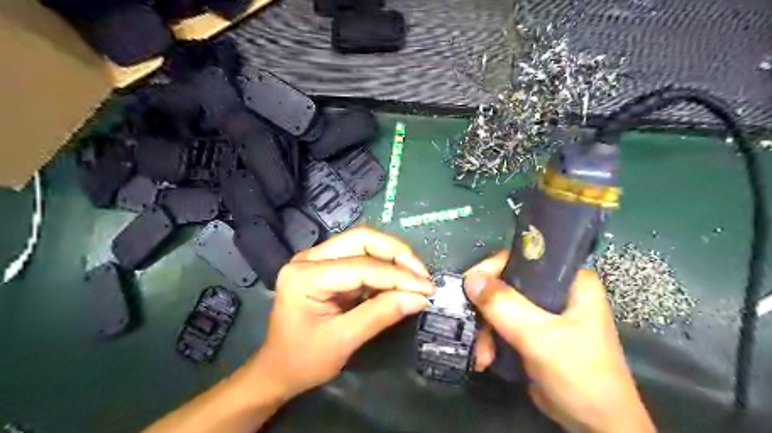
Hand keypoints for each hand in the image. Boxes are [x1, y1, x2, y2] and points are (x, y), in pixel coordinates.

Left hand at [253, 226, 432, 397]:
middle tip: (422, 274)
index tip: (427, 288)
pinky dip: (384, 268)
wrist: (277, 369)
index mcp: (305, 275)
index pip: (361, 266)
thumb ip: (381, 315)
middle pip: (361, 239)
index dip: (397, 276)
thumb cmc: (303, 360)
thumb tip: (420, 298)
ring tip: (416, 277)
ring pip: (363, 244)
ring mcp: (317, 259)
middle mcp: (309, 258)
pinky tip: (399, 281)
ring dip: (393, 258)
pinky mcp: (327, 266)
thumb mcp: (343, 341)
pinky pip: (361, 257)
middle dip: (397, 254)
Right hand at [467, 251, 652, 432]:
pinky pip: (502, 324)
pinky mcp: (534, 333)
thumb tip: (470, 279)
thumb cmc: (580, 375)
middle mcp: (556, 291)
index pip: (523, 258)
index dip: (493, 269)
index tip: (469, 287)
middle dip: (485, 308)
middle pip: (507, 284)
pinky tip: (485, 358)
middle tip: (471, 326)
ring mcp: (544, 313)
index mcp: (570, 280)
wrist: (597, 427)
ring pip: (501, 306)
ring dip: (485, 329)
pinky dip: (490, 339)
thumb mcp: (541, 337)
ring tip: (481, 355)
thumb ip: (505, 306)